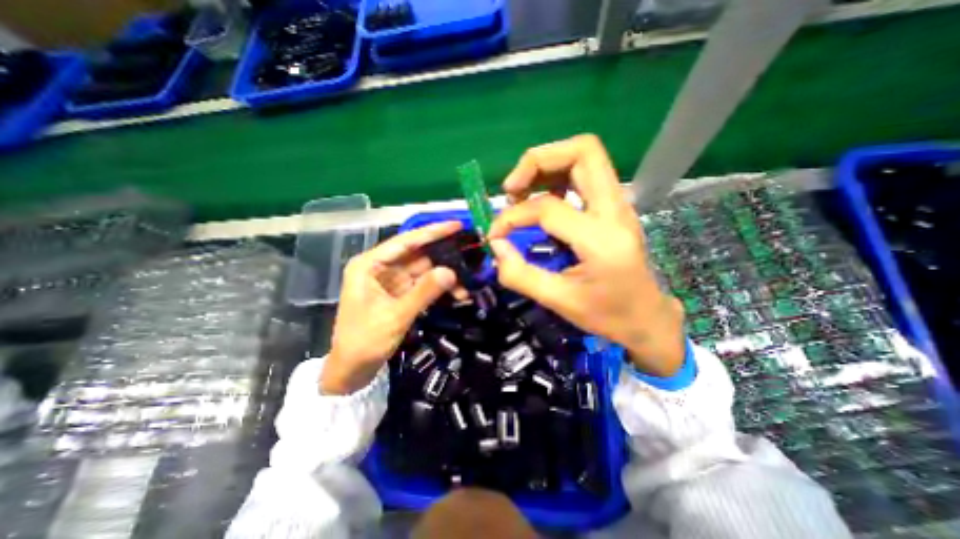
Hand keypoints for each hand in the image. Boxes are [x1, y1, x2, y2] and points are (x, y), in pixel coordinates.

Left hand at [321, 221, 461, 394]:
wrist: (352, 370)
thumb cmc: (365, 341)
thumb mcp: (395, 316)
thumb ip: (423, 292)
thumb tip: (451, 272)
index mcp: (369, 265)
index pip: (405, 242)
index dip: (432, 232)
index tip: (456, 225)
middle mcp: (380, 268)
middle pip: (416, 254)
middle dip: (443, 254)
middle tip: (469, 250)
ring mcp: (391, 281)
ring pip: (423, 270)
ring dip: (444, 275)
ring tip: (468, 279)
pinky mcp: (400, 294)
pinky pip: (423, 285)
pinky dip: (439, 288)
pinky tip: (457, 292)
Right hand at [491, 133, 684, 375]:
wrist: (647, 317)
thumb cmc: (607, 315)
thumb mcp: (559, 301)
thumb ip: (520, 275)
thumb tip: (496, 245)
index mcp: (601, 239)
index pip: (548, 207)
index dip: (512, 216)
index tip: (496, 234)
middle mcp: (615, 210)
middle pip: (582, 151)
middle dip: (537, 161)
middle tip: (512, 189)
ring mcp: (619, 204)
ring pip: (585, 155)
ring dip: (547, 165)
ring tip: (522, 192)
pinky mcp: (614, 207)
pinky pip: (585, 173)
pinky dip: (557, 176)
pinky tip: (542, 200)